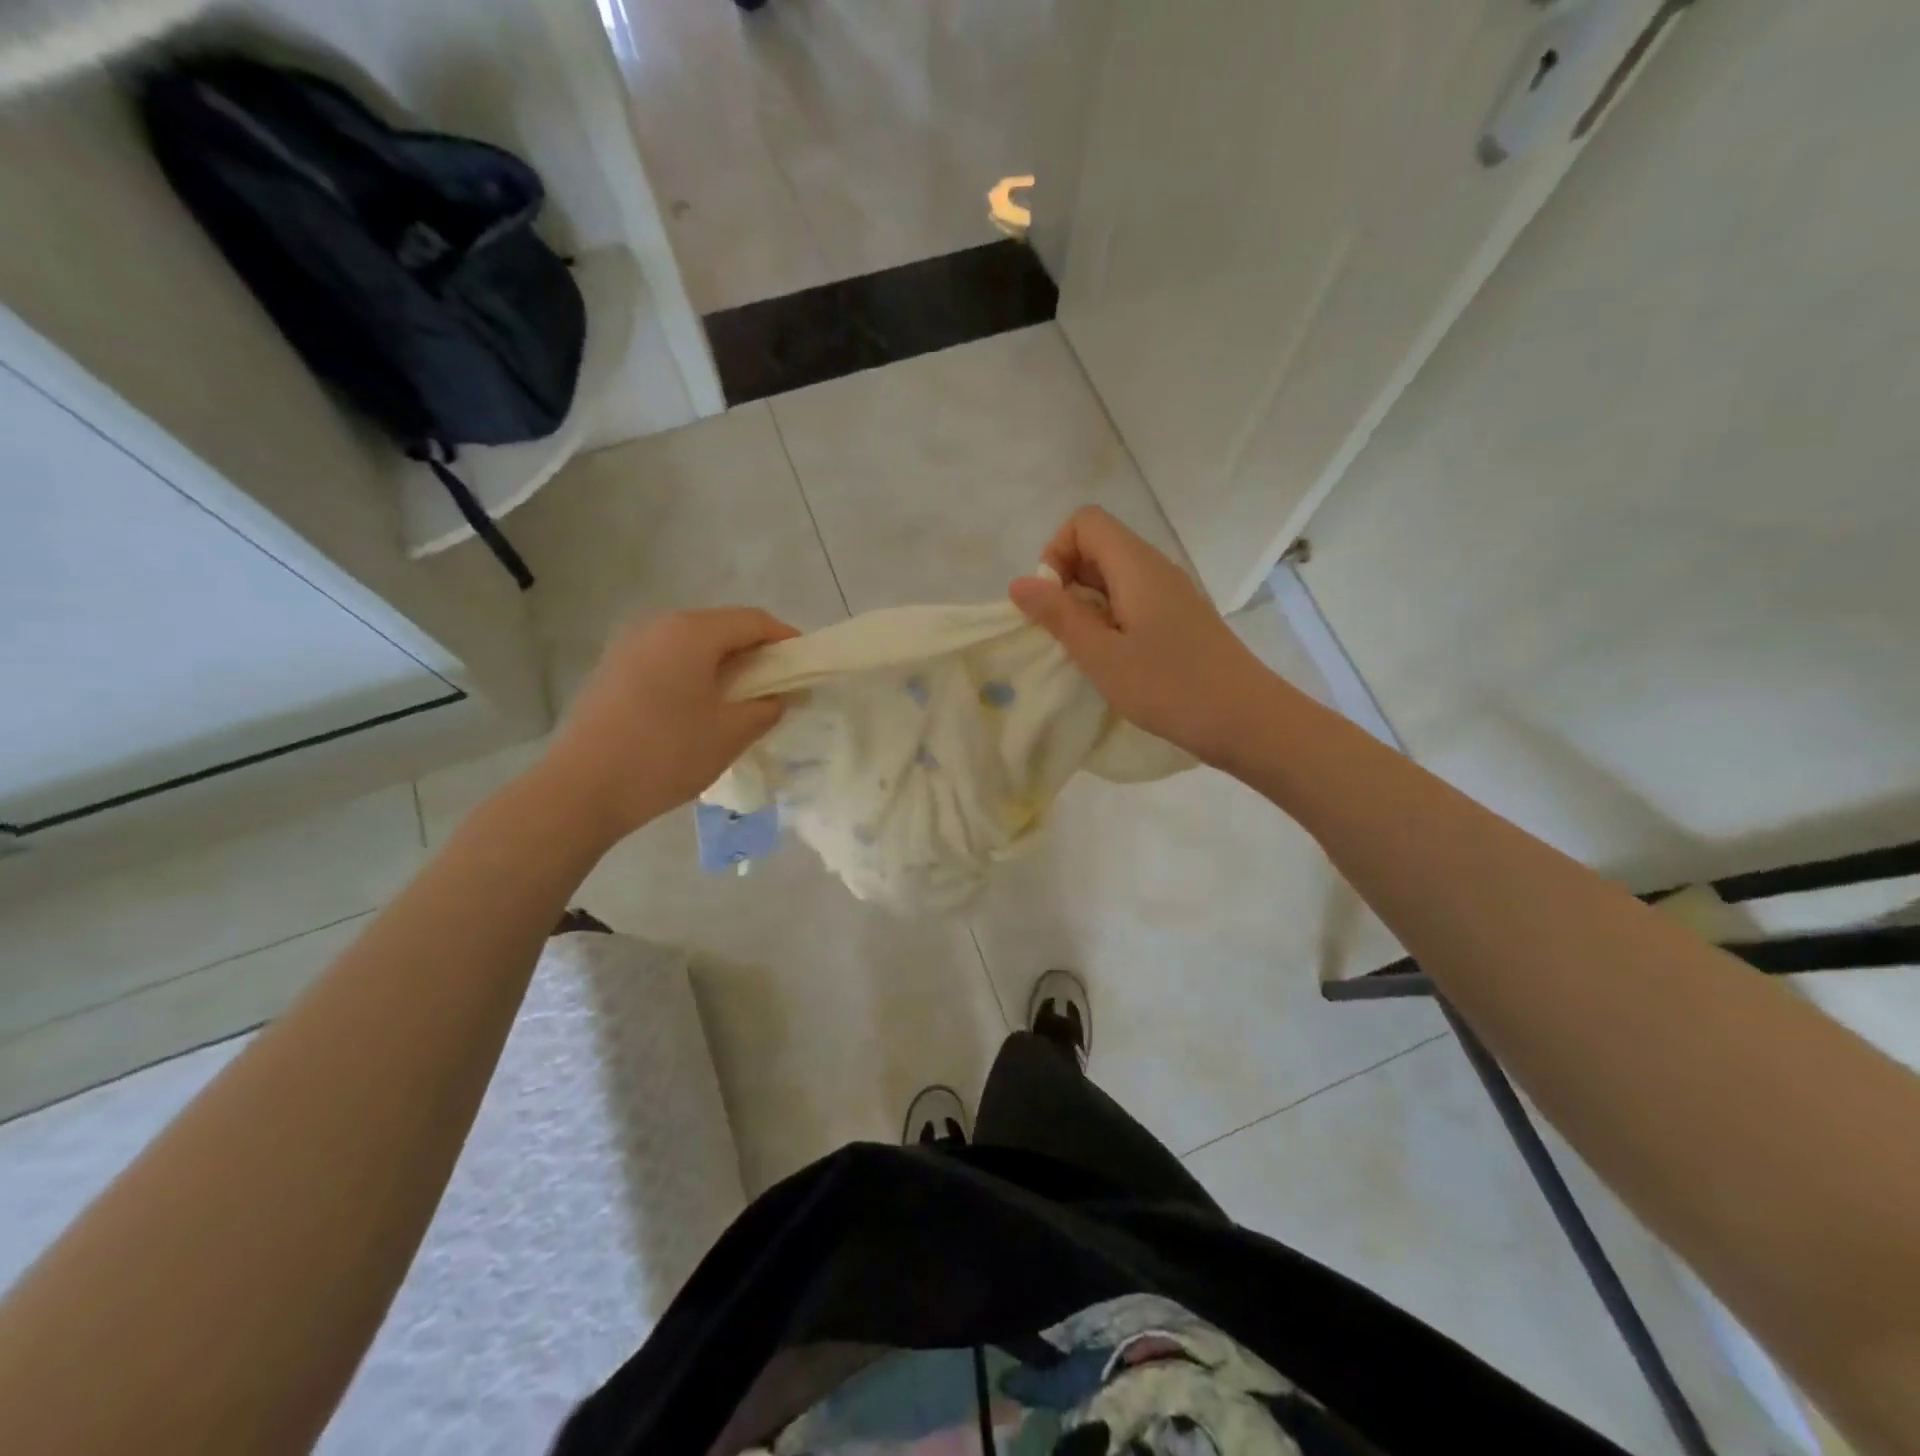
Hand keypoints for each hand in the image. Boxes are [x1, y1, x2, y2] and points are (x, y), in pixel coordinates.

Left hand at [540, 607, 797, 844]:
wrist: (580, 789)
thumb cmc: (665, 755)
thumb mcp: (730, 734)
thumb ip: (766, 708)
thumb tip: (779, 696)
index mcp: (691, 632)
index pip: (753, 621)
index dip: (785, 639)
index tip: (805, 664)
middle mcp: (658, 625)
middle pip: (721, 627)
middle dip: (754, 652)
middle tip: (777, 686)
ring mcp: (629, 645)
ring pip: (692, 643)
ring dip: (723, 664)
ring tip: (741, 699)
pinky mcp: (612, 669)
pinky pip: (667, 658)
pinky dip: (693, 672)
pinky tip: (699, 707)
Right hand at [1009, 507, 1280, 766]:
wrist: (1247, 720)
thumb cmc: (1169, 687)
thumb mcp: (1101, 655)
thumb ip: (1058, 615)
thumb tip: (1019, 582)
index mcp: (1136, 566)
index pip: (1085, 522)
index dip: (1056, 553)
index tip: (1052, 602)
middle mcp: (1155, 568)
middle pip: (1098, 546)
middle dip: (1066, 581)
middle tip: (1063, 632)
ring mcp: (1171, 594)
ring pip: (1114, 576)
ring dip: (1086, 604)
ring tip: (1085, 650)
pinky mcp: (1180, 619)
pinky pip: (1133, 600)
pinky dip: (1110, 619)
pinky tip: (1113, 659)